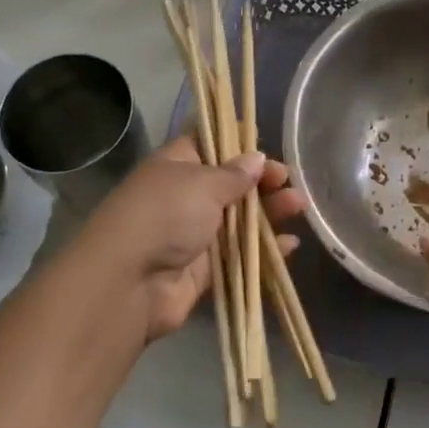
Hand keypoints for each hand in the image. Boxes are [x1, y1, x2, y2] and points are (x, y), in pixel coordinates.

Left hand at [67, 136, 304, 344]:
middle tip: (288, 182)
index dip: (238, 143)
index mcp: (177, 166)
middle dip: (262, 181)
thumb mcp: (202, 183)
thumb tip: (256, 158)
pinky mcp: (204, 270)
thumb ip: (234, 173)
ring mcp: (193, 234)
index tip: (266, 147)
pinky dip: (265, 250)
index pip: (209, 144)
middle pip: (230, 184)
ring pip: (239, 219)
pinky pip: (240, 255)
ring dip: (270, 212)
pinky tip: (290, 245)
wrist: (128, 284)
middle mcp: (184, 197)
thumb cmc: (165, 216)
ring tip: (299, 206)